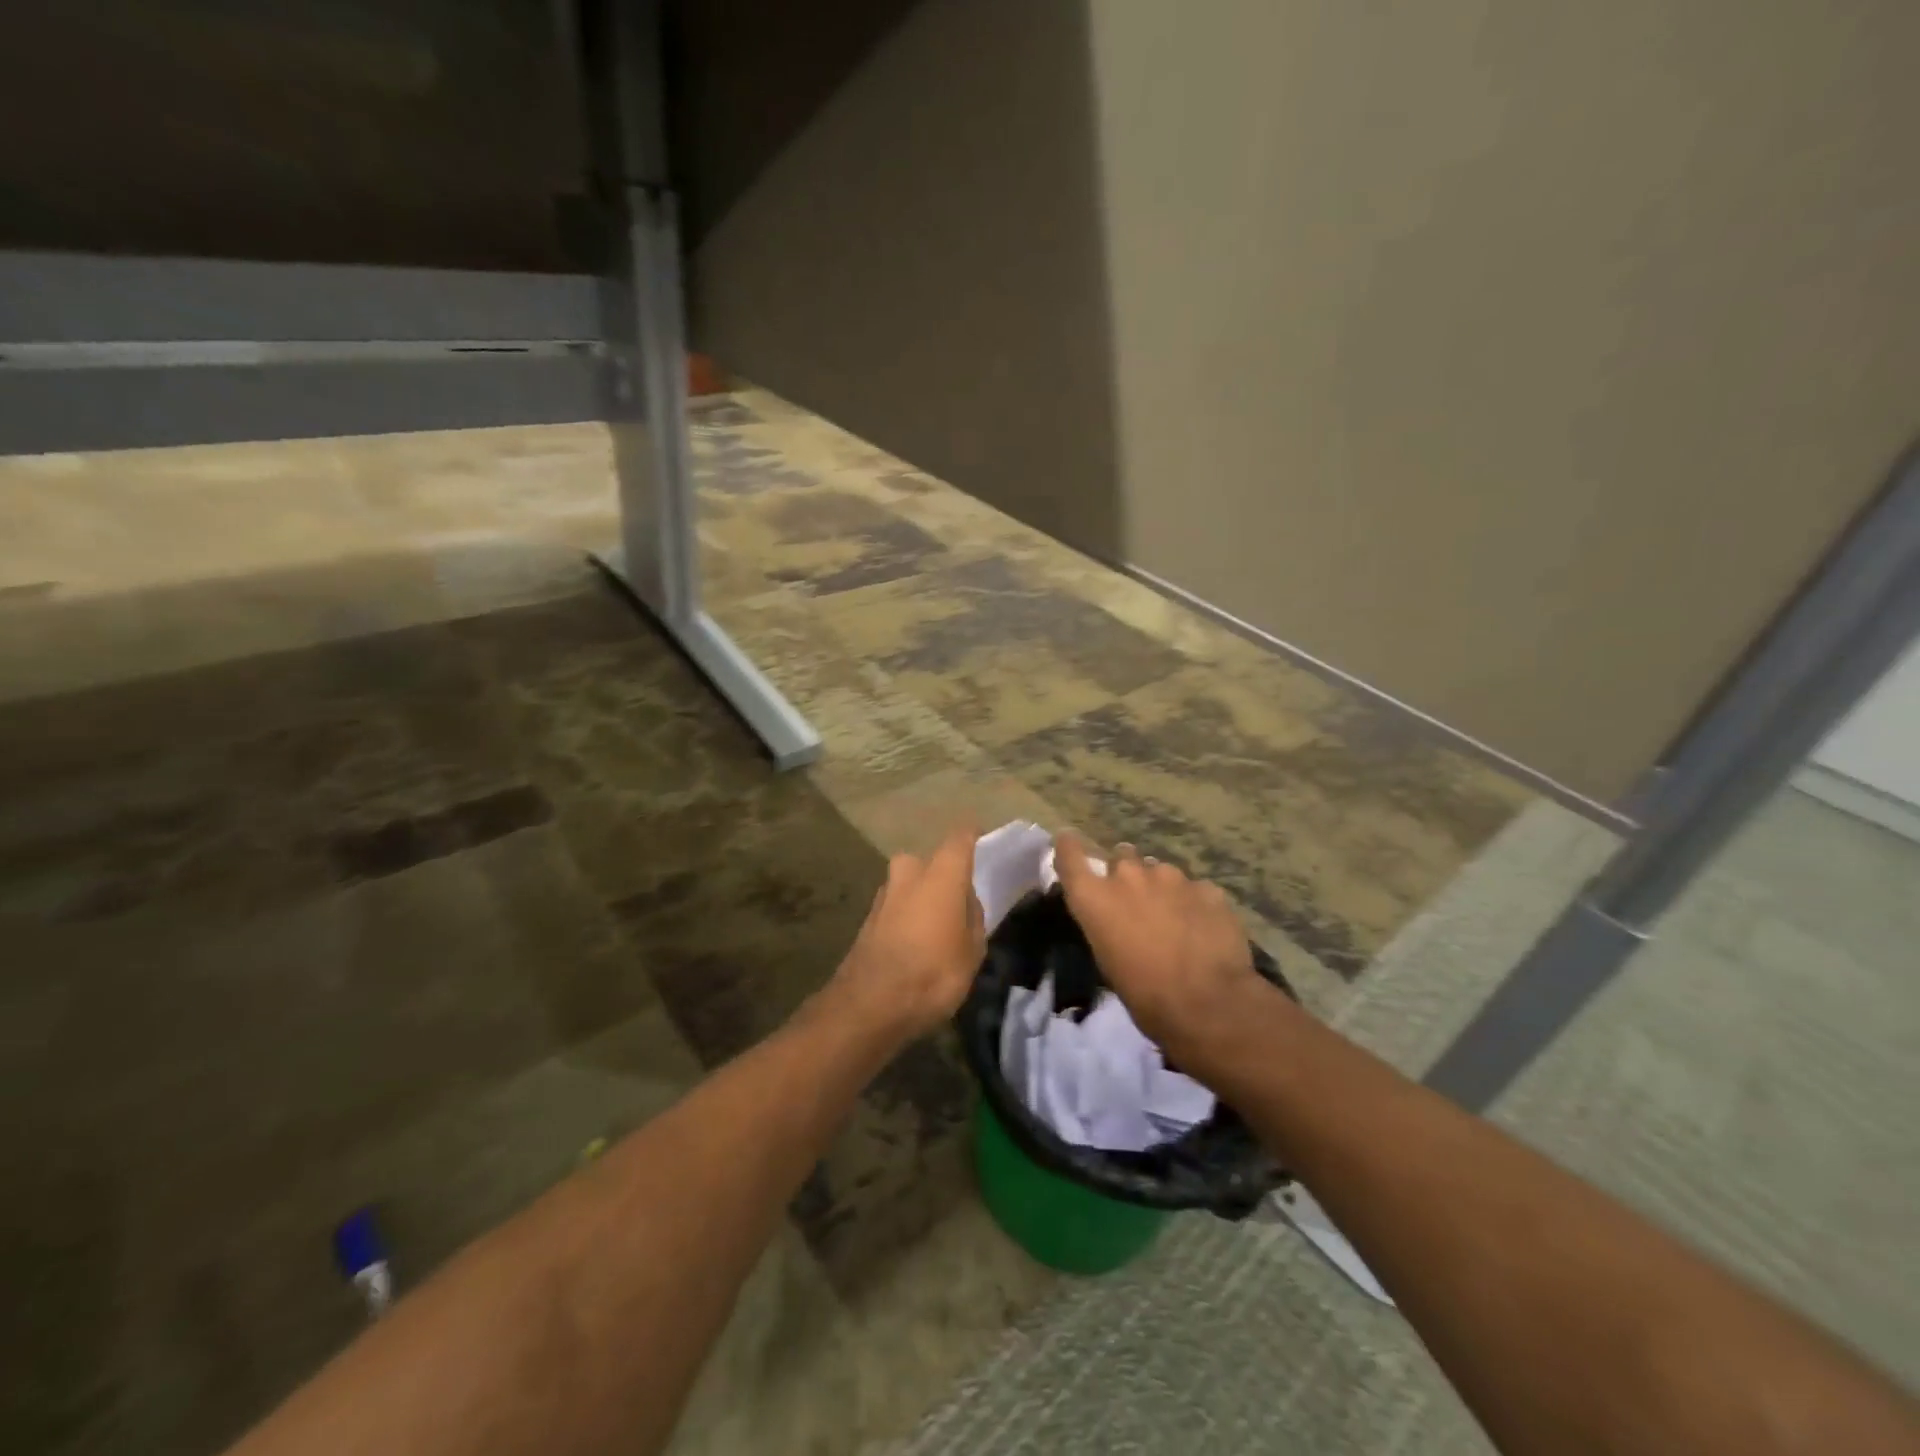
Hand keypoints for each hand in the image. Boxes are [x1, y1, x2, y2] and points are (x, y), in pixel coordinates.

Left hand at [819, 825, 984, 1043]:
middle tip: (959, 900)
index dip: (973, 835)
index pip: (960, 837)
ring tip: (938, 927)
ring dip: (923, 897)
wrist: (869, 1005)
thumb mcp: (972, 950)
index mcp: (941, 873)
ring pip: (911, 883)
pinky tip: (916, 942)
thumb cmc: (933, 973)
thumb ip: (973, 917)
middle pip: (931, 862)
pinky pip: (897, 906)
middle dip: (944, 875)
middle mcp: (909, 872)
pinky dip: (908, 916)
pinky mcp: (867, 917)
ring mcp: (883, 893)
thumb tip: (965, 901)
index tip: (983, 837)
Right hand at [1051, 834, 1274, 1065]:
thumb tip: (1117, 917)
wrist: (1207, 1003)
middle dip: (1126, 873)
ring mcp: (1171, 877)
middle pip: (1122, 856)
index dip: (1069, 846)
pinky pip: (1194, 890)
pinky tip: (1203, 929)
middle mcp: (1128, 876)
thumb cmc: (1144, 994)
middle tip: (1136, 901)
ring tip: (1174, 919)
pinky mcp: (1207, 888)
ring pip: (1161, 872)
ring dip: (1162, 889)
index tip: (1069, 841)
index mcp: (1095, 898)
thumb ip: (1106, 923)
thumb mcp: (1108, 960)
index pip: (1070, 854)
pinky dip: (1194, 904)